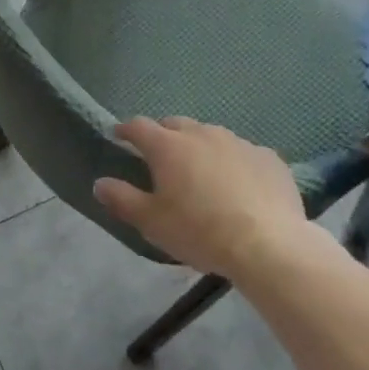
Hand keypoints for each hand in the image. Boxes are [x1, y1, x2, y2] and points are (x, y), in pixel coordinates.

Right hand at [93, 116, 310, 277]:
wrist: (269, 245)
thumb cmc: (200, 231)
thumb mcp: (152, 222)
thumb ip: (122, 199)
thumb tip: (99, 183)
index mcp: (168, 147)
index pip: (139, 126)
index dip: (126, 130)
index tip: (119, 135)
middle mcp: (202, 134)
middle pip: (176, 124)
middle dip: (164, 135)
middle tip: (160, 156)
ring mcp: (238, 142)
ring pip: (211, 136)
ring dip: (200, 146)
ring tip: (201, 170)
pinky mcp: (268, 157)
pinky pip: (243, 153)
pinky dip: (234, 162)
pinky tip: (239, 184)